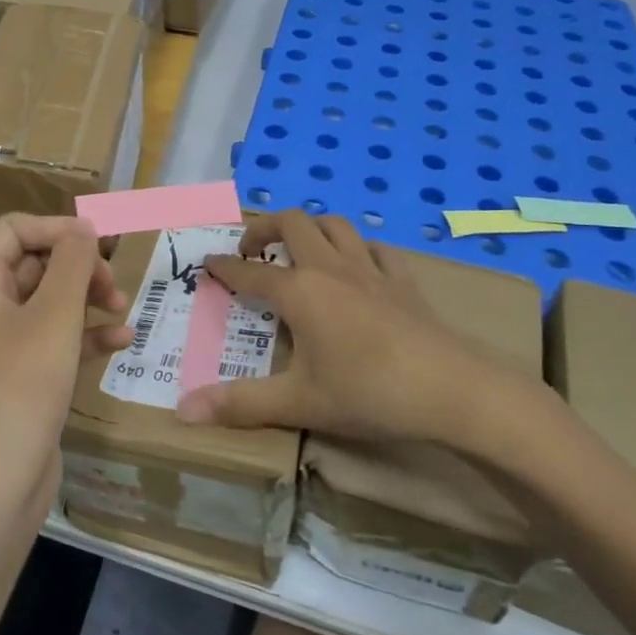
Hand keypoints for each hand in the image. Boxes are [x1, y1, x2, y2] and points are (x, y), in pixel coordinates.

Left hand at [0, 214, 132, 521]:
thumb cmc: (21, 387)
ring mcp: (5, 344)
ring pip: (52, 301)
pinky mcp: (24, 375)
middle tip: (113, 284)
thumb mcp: (54, 317)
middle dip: (79, 267)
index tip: (100, 241)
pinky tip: (121, 342)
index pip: (16, 230)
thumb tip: (84, 226)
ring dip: (89, 299)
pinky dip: (87, 335)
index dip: (58, 228)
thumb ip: (73, 264)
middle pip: (37, 263)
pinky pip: (58, 339)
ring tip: (123, 308)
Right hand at [178, 210, 535, 451]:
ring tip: (299, 248)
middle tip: (251, 250)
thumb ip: (240, 404)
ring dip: (310, 228)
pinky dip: (357, 248)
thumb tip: (183, 411)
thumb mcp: (299, 404)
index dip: (224, 266)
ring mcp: (371, 270)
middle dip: (264, 227)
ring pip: (335, 225)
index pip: (250, 271)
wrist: (452, 389)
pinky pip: (376, 248)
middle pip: (292, 223)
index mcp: (299, 292)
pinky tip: (358, 266)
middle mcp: (330, 268)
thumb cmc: (368, 393)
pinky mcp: (404, 280)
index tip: (207, 263)